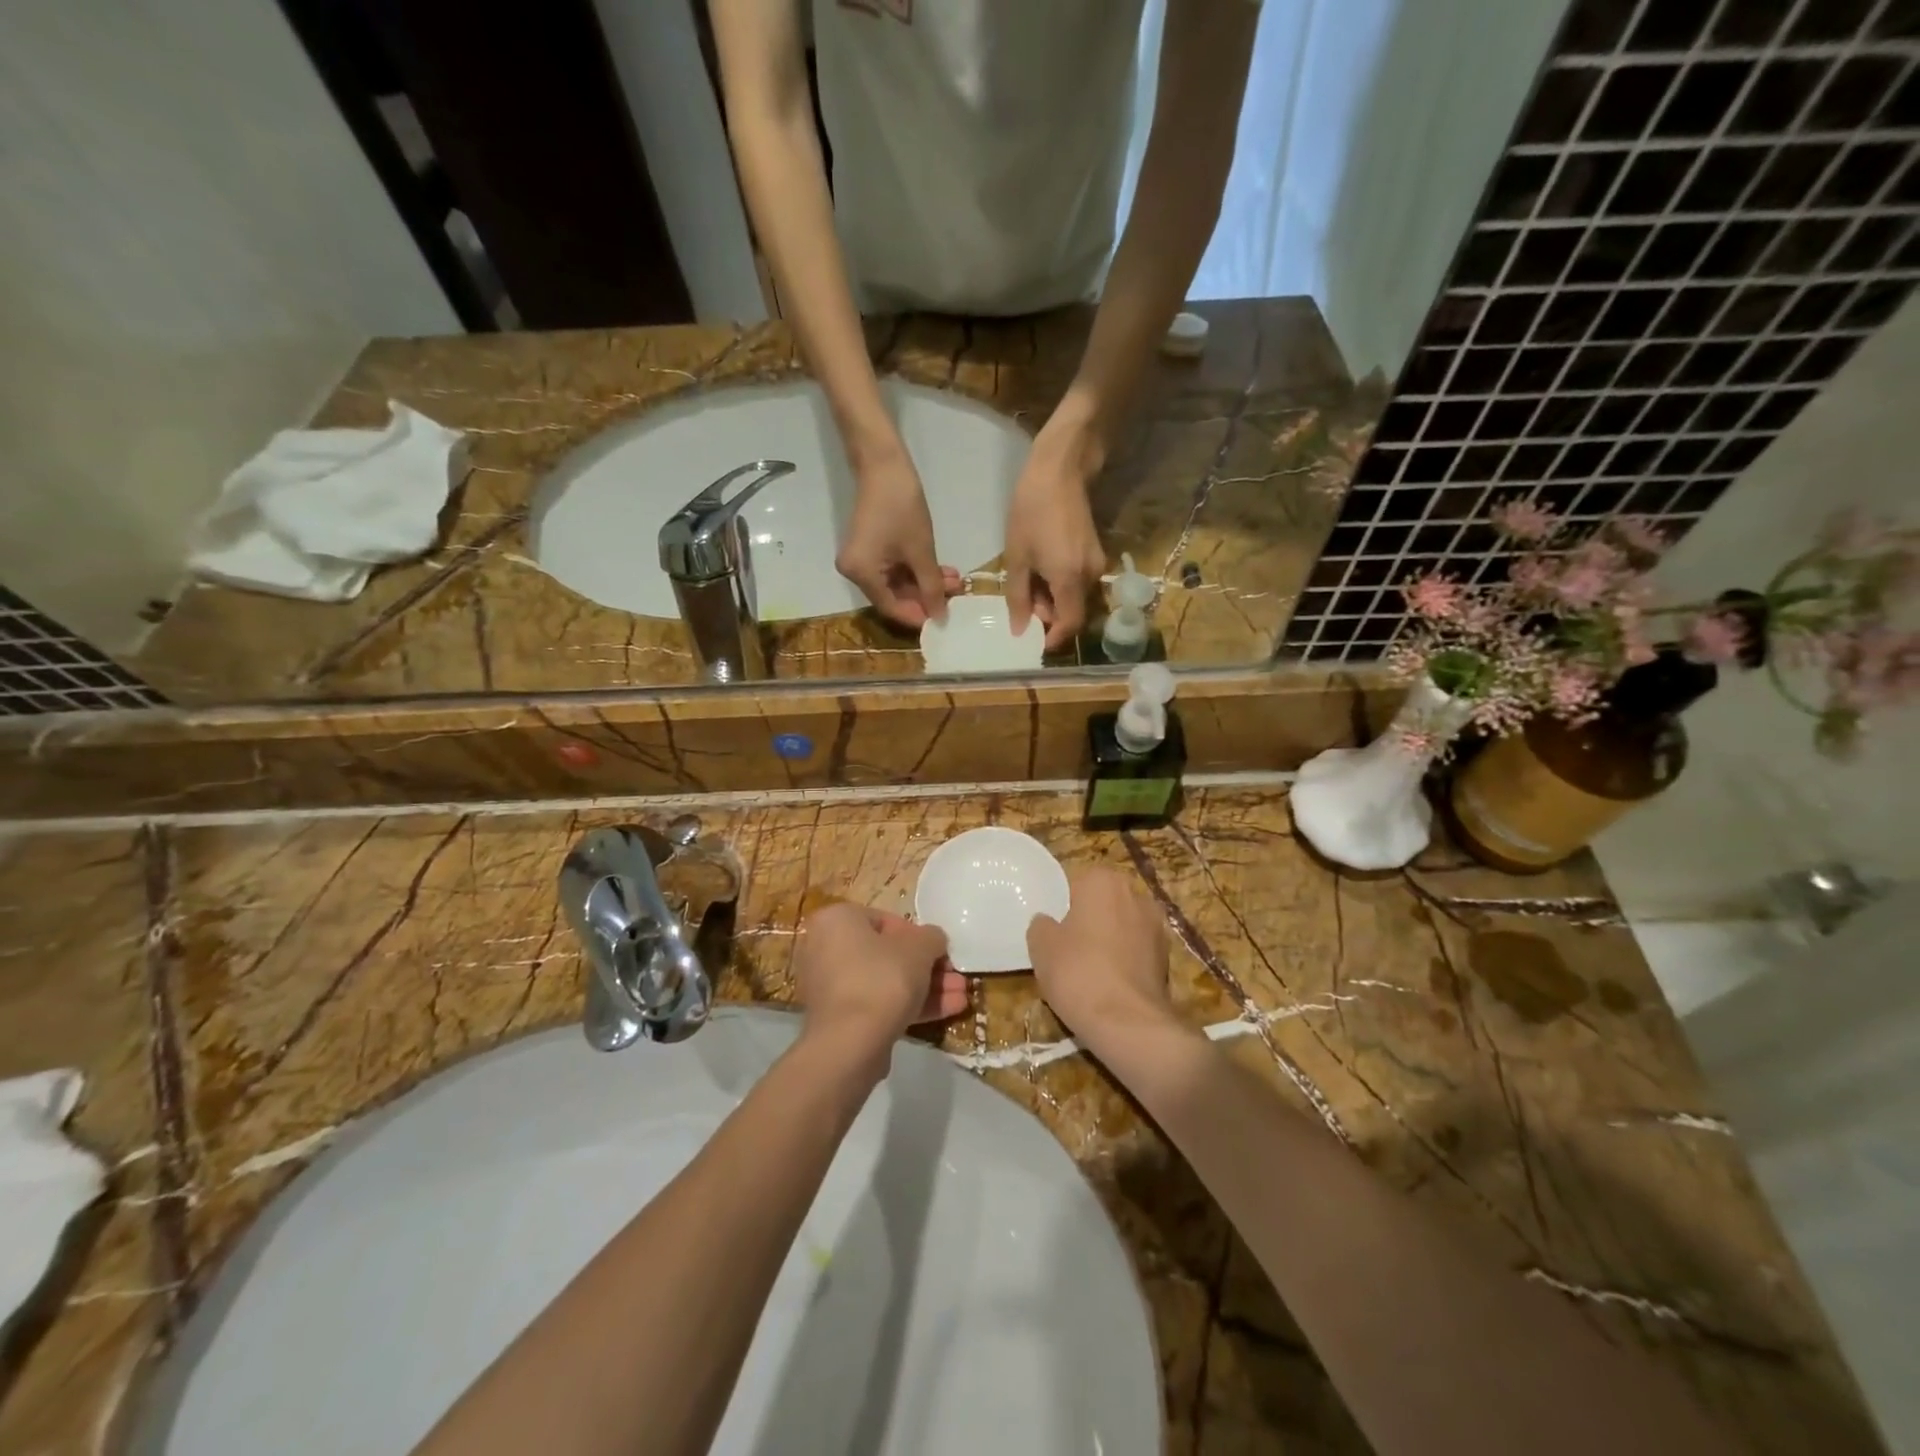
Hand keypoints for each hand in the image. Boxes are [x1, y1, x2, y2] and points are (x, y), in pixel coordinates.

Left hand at [794, 902, 966, 1070]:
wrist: (850, 1043)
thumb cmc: (882, 978)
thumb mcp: (920, 948)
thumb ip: (932, 937)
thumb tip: (934, 941)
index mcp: (836, 920)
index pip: (885, 920)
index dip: (920, 937)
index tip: (941, 953)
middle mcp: (824, 948)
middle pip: (887, 954)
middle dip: (927, 968)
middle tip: (955, 979)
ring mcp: (829, 986)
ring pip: (885, 982)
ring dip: (924, 988)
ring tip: (960, 998)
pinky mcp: (838, 1018)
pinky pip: (876, 1004)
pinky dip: (908, 1006)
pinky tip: (946, 1013)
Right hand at [836, 449, 960, 629]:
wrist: (884, 465)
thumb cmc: (902, 507)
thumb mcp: (921, 551)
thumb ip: (931, 587)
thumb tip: (940, 617)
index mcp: (861, 574)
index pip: (891, 608)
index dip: (918, 615)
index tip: (945, 618)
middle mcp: (854, 573)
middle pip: (893, 597)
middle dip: (925, 596)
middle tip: (955, 593)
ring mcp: (860, 561)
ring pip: (896, 583)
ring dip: (924, 582)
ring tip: (953, 579)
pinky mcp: (868, 549)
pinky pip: (892, 569)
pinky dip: (914, 570)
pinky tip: (939, 570)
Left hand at [1005, 423, 1106, 651]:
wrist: (1060, 470)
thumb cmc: (1032, 512)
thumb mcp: (1017, 557)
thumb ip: (1018, 598)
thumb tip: (1020, 631)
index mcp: (1070, 580)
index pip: (1070, 625)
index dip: (1053, 638)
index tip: (1033, 640)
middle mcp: (1091, 577)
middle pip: (1073, 612)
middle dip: (1049, 616)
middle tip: (1022, 604)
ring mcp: (1097, 563)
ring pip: (1075, 597)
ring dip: (1053, 600)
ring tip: (1028, 582)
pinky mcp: (1096, 552)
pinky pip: (1079, 581)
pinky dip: (1060, 585)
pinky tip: (1041, 569)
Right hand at [1027, 868, 1173, 1044]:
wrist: (1128, 1023)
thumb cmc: (1078, 972)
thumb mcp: (1041, 946)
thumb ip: (1041, 925)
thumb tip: (1048, 922)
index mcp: (1103, 881)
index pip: (1076, 883)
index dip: (1062, 907)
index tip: (1054, 931)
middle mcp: (1136, 894)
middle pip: (1102, 903)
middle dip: (1089, 921)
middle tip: (1068, 949)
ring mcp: (1157, 926)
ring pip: (1122, 927)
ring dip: (1109, 941)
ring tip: (1089, 971)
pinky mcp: (1168, 957)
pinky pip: (1136, 951)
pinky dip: (1125, 962)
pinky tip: (1110, 986)